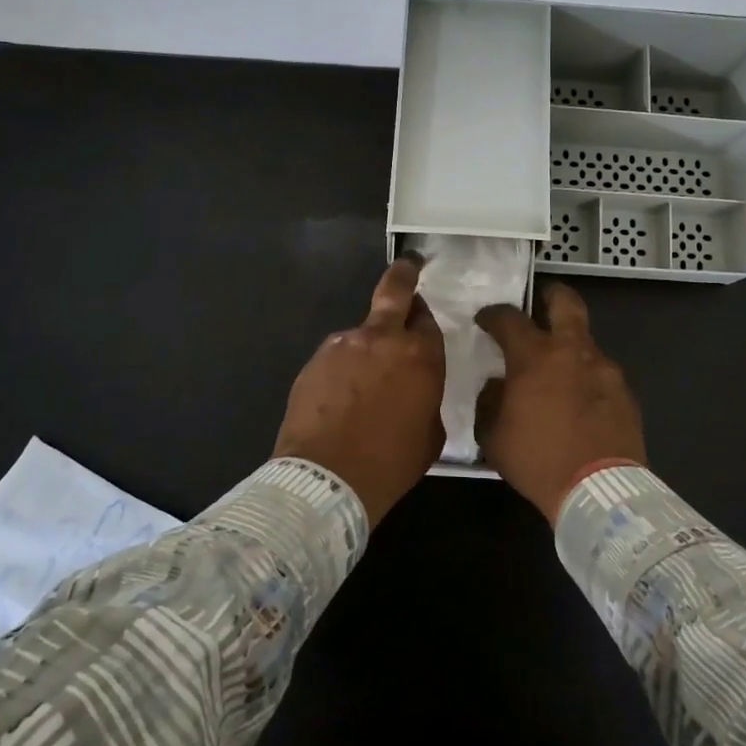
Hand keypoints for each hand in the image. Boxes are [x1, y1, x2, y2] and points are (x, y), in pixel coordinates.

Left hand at [273, 255, 445, 525]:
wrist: (327, 478)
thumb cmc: (391, 462)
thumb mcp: (430, 434)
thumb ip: (427, 398)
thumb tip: (416, 390)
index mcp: (420, 355)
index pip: (427, 320)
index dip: (424, 319)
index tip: (421, 320)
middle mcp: (382, 339)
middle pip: (394, 292)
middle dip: (403, 275)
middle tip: (408, 267)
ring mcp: (343, 345)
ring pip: (361, 333)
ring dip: (366, 347)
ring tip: (362, 384)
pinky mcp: (314, 360)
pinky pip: (336, 357)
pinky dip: (342, 369)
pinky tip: (340, 398)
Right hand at [474, 282, 646, 523]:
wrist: (599, 490)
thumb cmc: (537, 460)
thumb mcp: (494, 436)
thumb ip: (490, 401)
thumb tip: (497, 385)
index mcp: (535, 356)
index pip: (509, 318)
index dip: (493, 314)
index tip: (485, 320)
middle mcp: (572, 351)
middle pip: (566, 303)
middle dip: (552, 294)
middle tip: (542, 300)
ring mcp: (605, 369)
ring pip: (586, 341)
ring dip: (570, 347)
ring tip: (559, 372)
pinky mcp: (625, 392)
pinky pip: (601, 373)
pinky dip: (587, 378)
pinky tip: (580, 402)